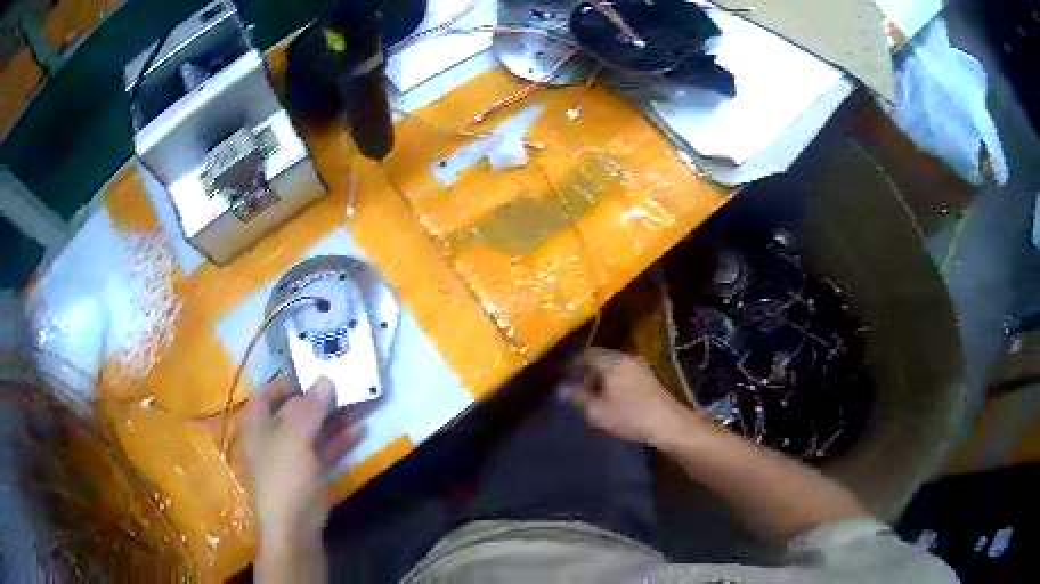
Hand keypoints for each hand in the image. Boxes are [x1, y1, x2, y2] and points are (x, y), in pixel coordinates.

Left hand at [243, 376, 363, 549]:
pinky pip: (325, 451)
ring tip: (360, 403)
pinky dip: (340, 440)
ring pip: (313, 431)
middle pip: (294, 412)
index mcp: (257, 426)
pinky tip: (360, 430)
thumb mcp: (294, 437)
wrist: (294, 527)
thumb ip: (310, 407)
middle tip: (344, 385)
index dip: (284, 382)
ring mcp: (292, 458)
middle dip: (319, 399)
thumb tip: (325, 378)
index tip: (310, 373)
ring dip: (334, 418)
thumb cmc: (284, 475)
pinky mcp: (310, 475)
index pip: (265, 395)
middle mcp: (272, 439)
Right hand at [561, 348, 703, 447]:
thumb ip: (578, 397)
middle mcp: (625, 358)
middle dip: (584, 372)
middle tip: (573, 388)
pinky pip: (622, 373)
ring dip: (598, 378)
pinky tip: (608, 397)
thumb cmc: (630, 416)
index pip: (585, 355)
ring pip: (611, 366)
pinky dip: (611, 381)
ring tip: (589, 395)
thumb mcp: (598, 411)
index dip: (570, 366)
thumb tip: (561, 387)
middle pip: (599, 359)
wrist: (668, 424)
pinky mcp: (647, 377)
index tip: (560, 378)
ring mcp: (638, 366)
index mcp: (612, 362)